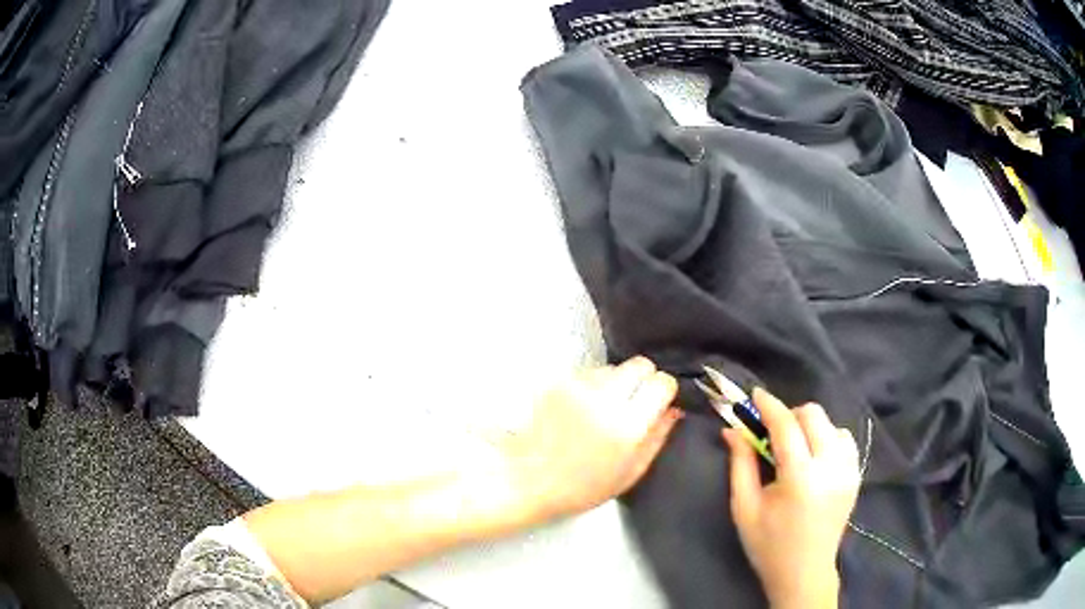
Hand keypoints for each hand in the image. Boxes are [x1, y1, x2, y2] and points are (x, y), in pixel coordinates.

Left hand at [499, 357, 681, 521]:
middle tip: (636, 402)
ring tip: (604, 410)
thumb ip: (658, 436)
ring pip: (614, 368)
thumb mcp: (631, 472)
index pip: (661, 382)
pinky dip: (593, 387)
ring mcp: (579, 388)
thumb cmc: (583, 487)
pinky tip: (583, 410)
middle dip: (644, 379)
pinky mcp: (559, 384)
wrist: (529, 479)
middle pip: (640, 364)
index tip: (661, 400)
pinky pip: (590, 374)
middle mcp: (604, 400)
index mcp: (627, 426)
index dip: (665, 389)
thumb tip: (675, 408)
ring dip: (617, 383)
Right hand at [723, 389, 859, 608]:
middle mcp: (830, 467)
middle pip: (814, 415)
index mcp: (800, 478)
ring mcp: (848, 470)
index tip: (755, 394)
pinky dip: (828, 438)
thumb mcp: (745, 507)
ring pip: (832, 424)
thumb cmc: (768, 544)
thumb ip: (740, 464)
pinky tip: (815, 457)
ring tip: (795, 448)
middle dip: (790, 414)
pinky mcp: (856, 475)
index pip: (787, 425)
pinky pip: (845, 440)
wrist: (804, 572)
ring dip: (811, 427)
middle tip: (773, 432)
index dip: (770, 406)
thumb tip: (732, 430)